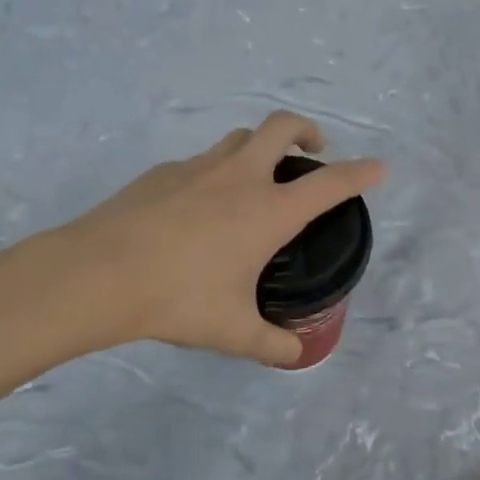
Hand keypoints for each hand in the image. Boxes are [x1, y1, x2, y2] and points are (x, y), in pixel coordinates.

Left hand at [38, 112, 386, 365]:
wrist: (100, 273)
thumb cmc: (179, 298)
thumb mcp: (233, 331)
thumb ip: (270, 343)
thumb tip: (293, 354)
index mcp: (269, 210)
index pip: (330, 183)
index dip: (360, 173)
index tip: (379, 167)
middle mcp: (240, 177)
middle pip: (282, 126)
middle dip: (307, 129)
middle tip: (313, 149)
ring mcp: (198, 167)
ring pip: (240, 138)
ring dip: (259, 146)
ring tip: (257, 176)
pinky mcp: (162, 172)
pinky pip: (200, 162)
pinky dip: (214, 173)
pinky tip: (198, 208)